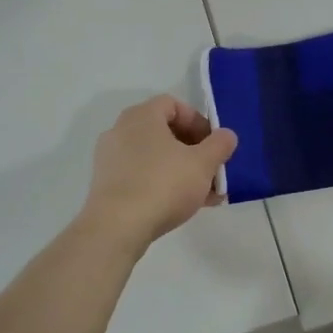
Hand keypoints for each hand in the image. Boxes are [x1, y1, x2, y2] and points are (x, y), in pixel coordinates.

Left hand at [81, 95, 237, 254]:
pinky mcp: (106, 185)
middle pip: (164, 131)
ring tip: (203, 193)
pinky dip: (161, 184)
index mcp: (142, 116)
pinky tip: (180, 205)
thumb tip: (226, 135)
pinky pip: (140, 176)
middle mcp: (120, 131)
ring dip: (180, 170)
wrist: (116, 228)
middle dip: (193, 150)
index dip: (197, 121)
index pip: (173, 104)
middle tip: (211, 169)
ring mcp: (110, 159)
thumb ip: (220, 145)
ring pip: (154, 157)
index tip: (213, 143)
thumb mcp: (203, 163)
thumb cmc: (163, 184)